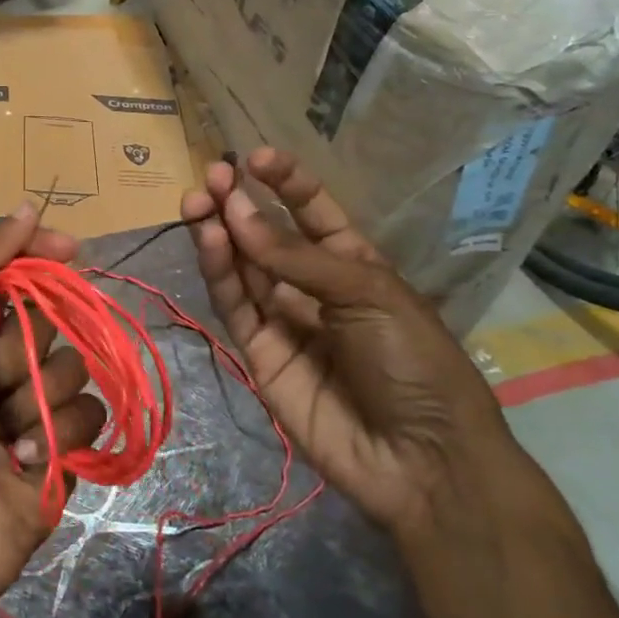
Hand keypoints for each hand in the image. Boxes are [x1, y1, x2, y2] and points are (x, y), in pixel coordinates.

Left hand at [0, 203, 107, 616]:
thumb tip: (27, 208)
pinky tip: (26, 462)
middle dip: (25, 350)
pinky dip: (60, 436)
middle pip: (53, 319)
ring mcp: (39, 401)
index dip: (43, 255)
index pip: (19, 270)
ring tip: (4, 434)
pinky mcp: (67, 443)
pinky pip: (92, 414)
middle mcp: (7, 358)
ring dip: (40, 400)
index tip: (70, 248)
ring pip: (77, 367)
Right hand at [182, 149, 515, 541]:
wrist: (420, 459)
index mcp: (353, 264)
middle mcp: (311, 286)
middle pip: (266, 236)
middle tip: (211, 176)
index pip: (312, 211)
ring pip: (242, 266)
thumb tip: (234, 215)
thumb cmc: (414, 361)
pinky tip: (211, 239)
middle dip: (239, 203)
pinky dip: (220, 271)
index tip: (257, 158)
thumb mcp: (368, 294)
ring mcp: (283, 320)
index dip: (285, 183)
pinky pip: (235, 304)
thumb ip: (296, 257)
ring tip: (198, 200)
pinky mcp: (258, 352)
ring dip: (220, 231)